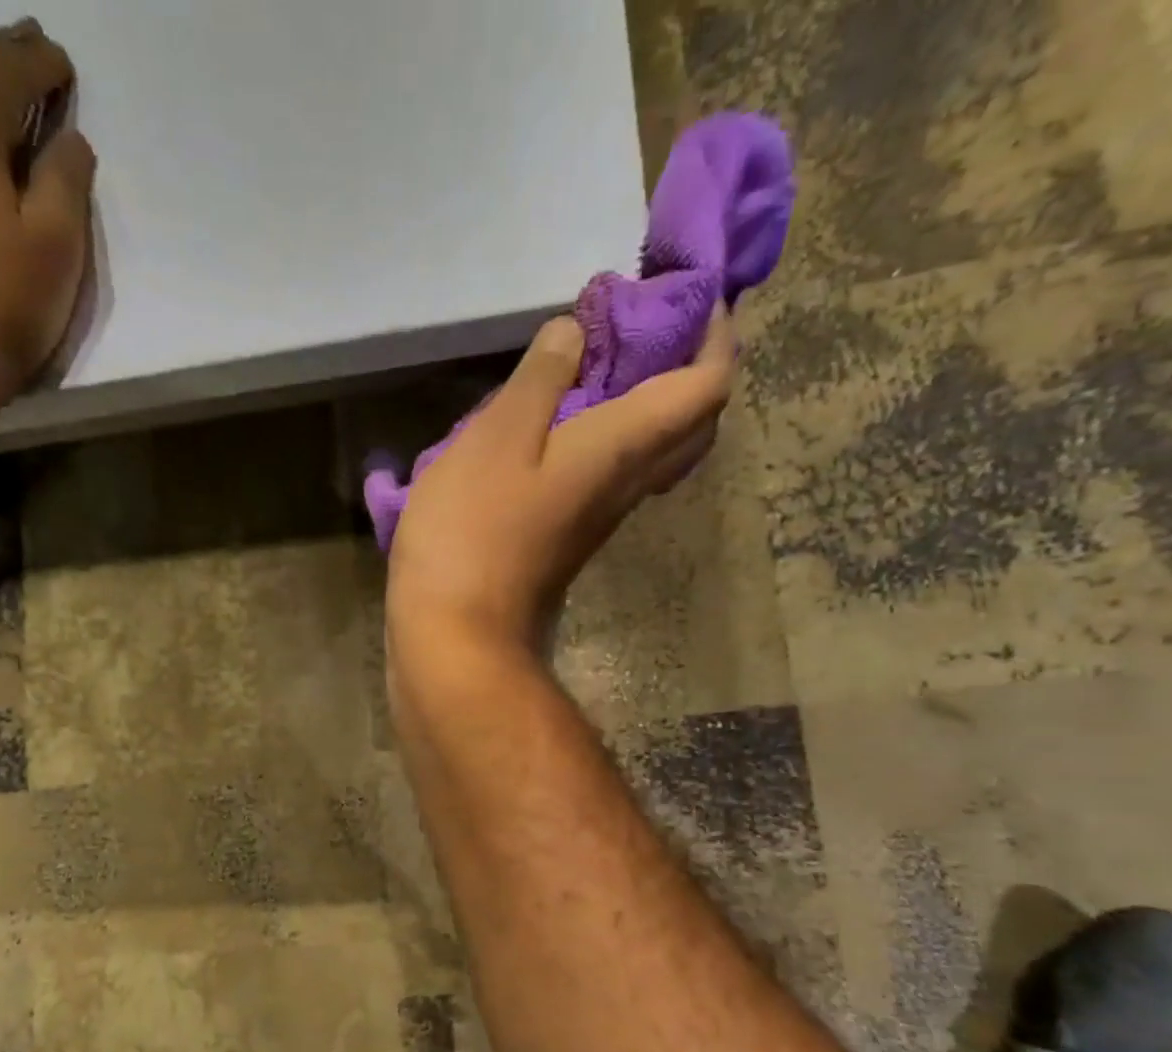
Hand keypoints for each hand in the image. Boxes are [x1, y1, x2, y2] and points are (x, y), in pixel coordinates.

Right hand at [387, 308, 734, 643]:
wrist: (456, 637)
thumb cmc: (474, 533)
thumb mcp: (497, 437)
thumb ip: (540, 379)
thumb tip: (577, 333)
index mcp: (623, 448)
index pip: (706, 385)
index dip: (714, 334)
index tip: (688, 294)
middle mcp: (625, 485)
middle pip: (688, 422)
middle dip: (686, 365)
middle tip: (644, 325)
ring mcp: (595, 519)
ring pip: (648, 451)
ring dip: (641, 399)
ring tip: (596, 360)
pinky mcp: (564, 540)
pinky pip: (605, 474)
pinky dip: (599, 436)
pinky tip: (552, 423)